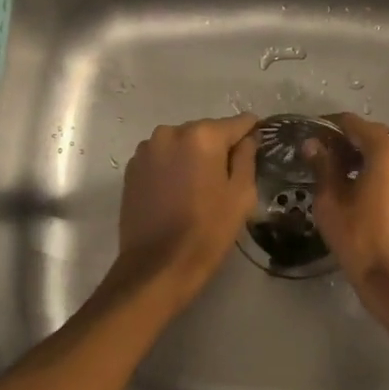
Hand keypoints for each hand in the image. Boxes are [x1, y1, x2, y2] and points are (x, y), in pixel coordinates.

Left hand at [112, 114, 258, 305]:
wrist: (157, 265)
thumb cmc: (207, 231)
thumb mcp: (241, 195)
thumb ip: (247, 158)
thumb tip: (248, 137)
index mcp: (202, 136)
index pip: (237, 123)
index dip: (251, 135)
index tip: (256, 151)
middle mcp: (170, 132)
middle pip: (206, 132)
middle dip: (218, 149)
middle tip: (227, 179)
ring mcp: (147, 150)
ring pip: (181, 145)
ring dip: (192, 158)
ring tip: (199, 189)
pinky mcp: (132, 169)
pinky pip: (162, 159)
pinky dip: (172, 169)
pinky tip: (177, 195)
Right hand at [309, 113, 388, 297]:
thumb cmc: (359, 238)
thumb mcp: (331, 200)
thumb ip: (323, 165)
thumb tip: (312, 144)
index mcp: (388, 150)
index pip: (353, 124)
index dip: (329, 127)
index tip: (309, 135)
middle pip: (372, 134)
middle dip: (346, 140)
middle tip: (319, 154)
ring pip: (385, 151)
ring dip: (361, 155)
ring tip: (334, 171)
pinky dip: (375, 168)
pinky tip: (355, 184)